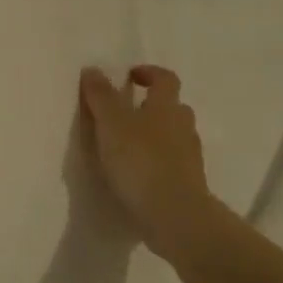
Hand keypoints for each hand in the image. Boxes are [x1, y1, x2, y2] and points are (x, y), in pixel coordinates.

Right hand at [78, 65, 217, 261]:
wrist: (173, 213)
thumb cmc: (140, 161)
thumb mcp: (111, 124)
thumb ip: (100, 97)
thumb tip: (93, 69)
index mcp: (166, 107)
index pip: (164, 79)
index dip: (148, 73)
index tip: (129, 76)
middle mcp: (183, 126)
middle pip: (172, 107)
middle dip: (152, 105)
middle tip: (127, 112)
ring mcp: (189, 156)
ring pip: (174, 135)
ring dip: (155, 134)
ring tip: (128, 146)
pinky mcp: (187, 182)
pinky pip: (172, 162)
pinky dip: (157, 160)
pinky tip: (139, 173)